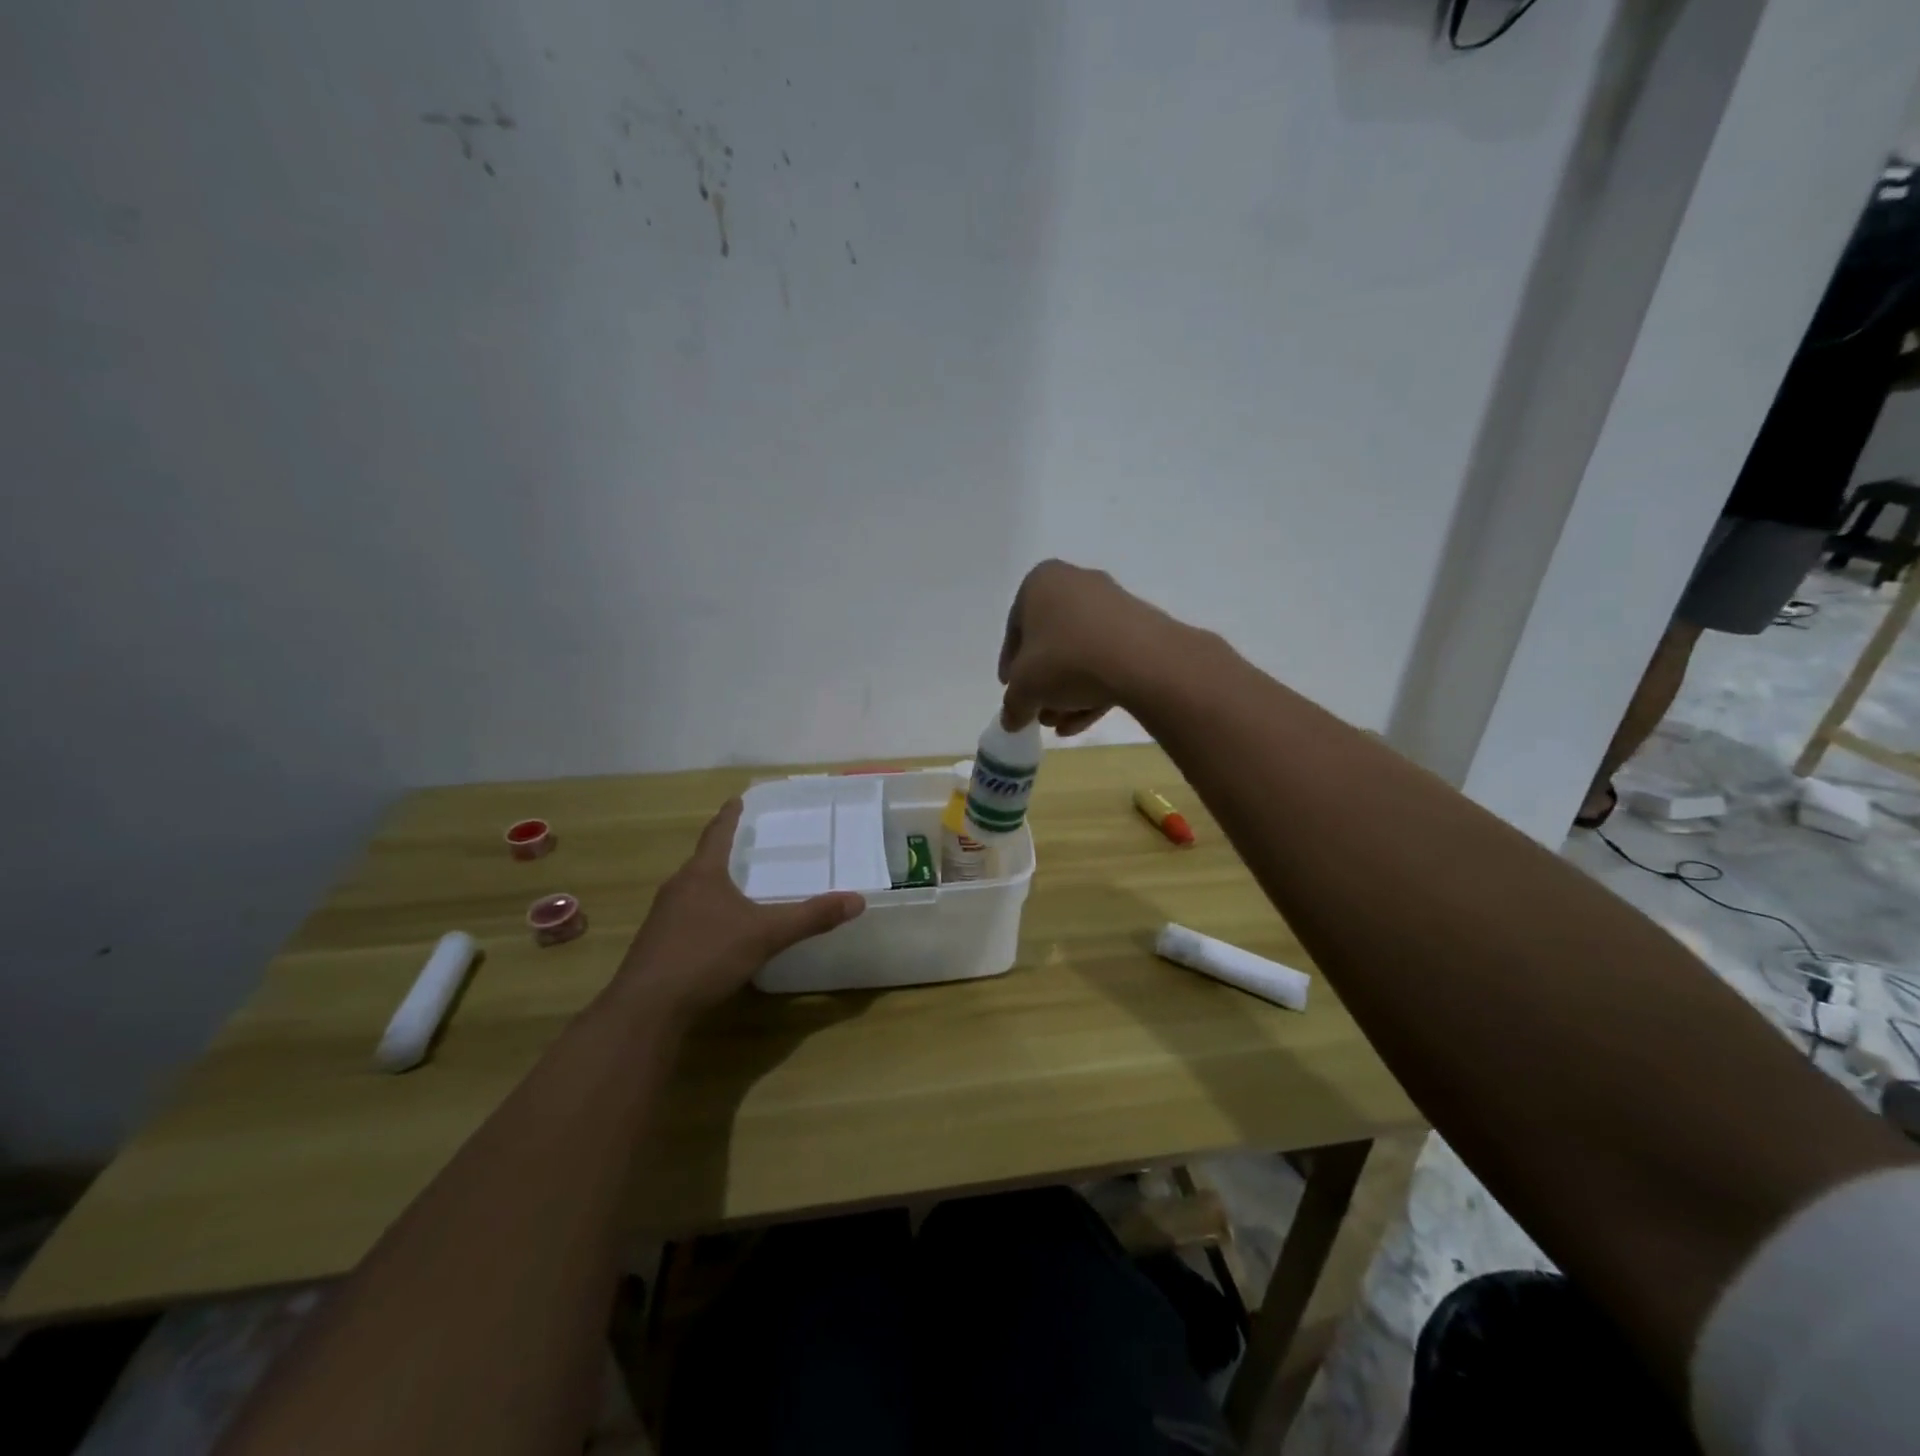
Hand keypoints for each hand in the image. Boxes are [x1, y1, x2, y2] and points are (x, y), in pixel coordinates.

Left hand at [614, 800, 864, 1021]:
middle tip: (745, 845)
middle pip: (702, 861)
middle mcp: (678, 887)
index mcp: (702, 874)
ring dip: (712, 885)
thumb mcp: (766, 935)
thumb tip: (857, 900)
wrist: (647, 1007)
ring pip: (692, 890)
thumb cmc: (706, 955)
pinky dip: (704, 914)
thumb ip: (810, 917)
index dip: (730, 816)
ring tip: (735, 887)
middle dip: (722, 852)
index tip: (736, 799)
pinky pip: (685, 917)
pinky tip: (717, 932)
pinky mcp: (656, 945)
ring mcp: (662, 917)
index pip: (717, 833)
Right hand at [998, 560, 1184, 733]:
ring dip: (1066, 691)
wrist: (1142, 659)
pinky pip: (1107, 657)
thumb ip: (1012, 704)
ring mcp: (1112, 604)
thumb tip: (1011, 719)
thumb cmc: (1066, 659)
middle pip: (1051, 642)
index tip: (1012, 690)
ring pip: (1080, 652)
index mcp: (1041, 582)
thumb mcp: (1025, 688)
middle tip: (1038, 712)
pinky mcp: (1140, 627)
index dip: (1010, 665)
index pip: (1016, 628)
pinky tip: (1084, 720)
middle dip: (1043, 682)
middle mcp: (1076, 582)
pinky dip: (1093, 686)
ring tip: (1060, 724)